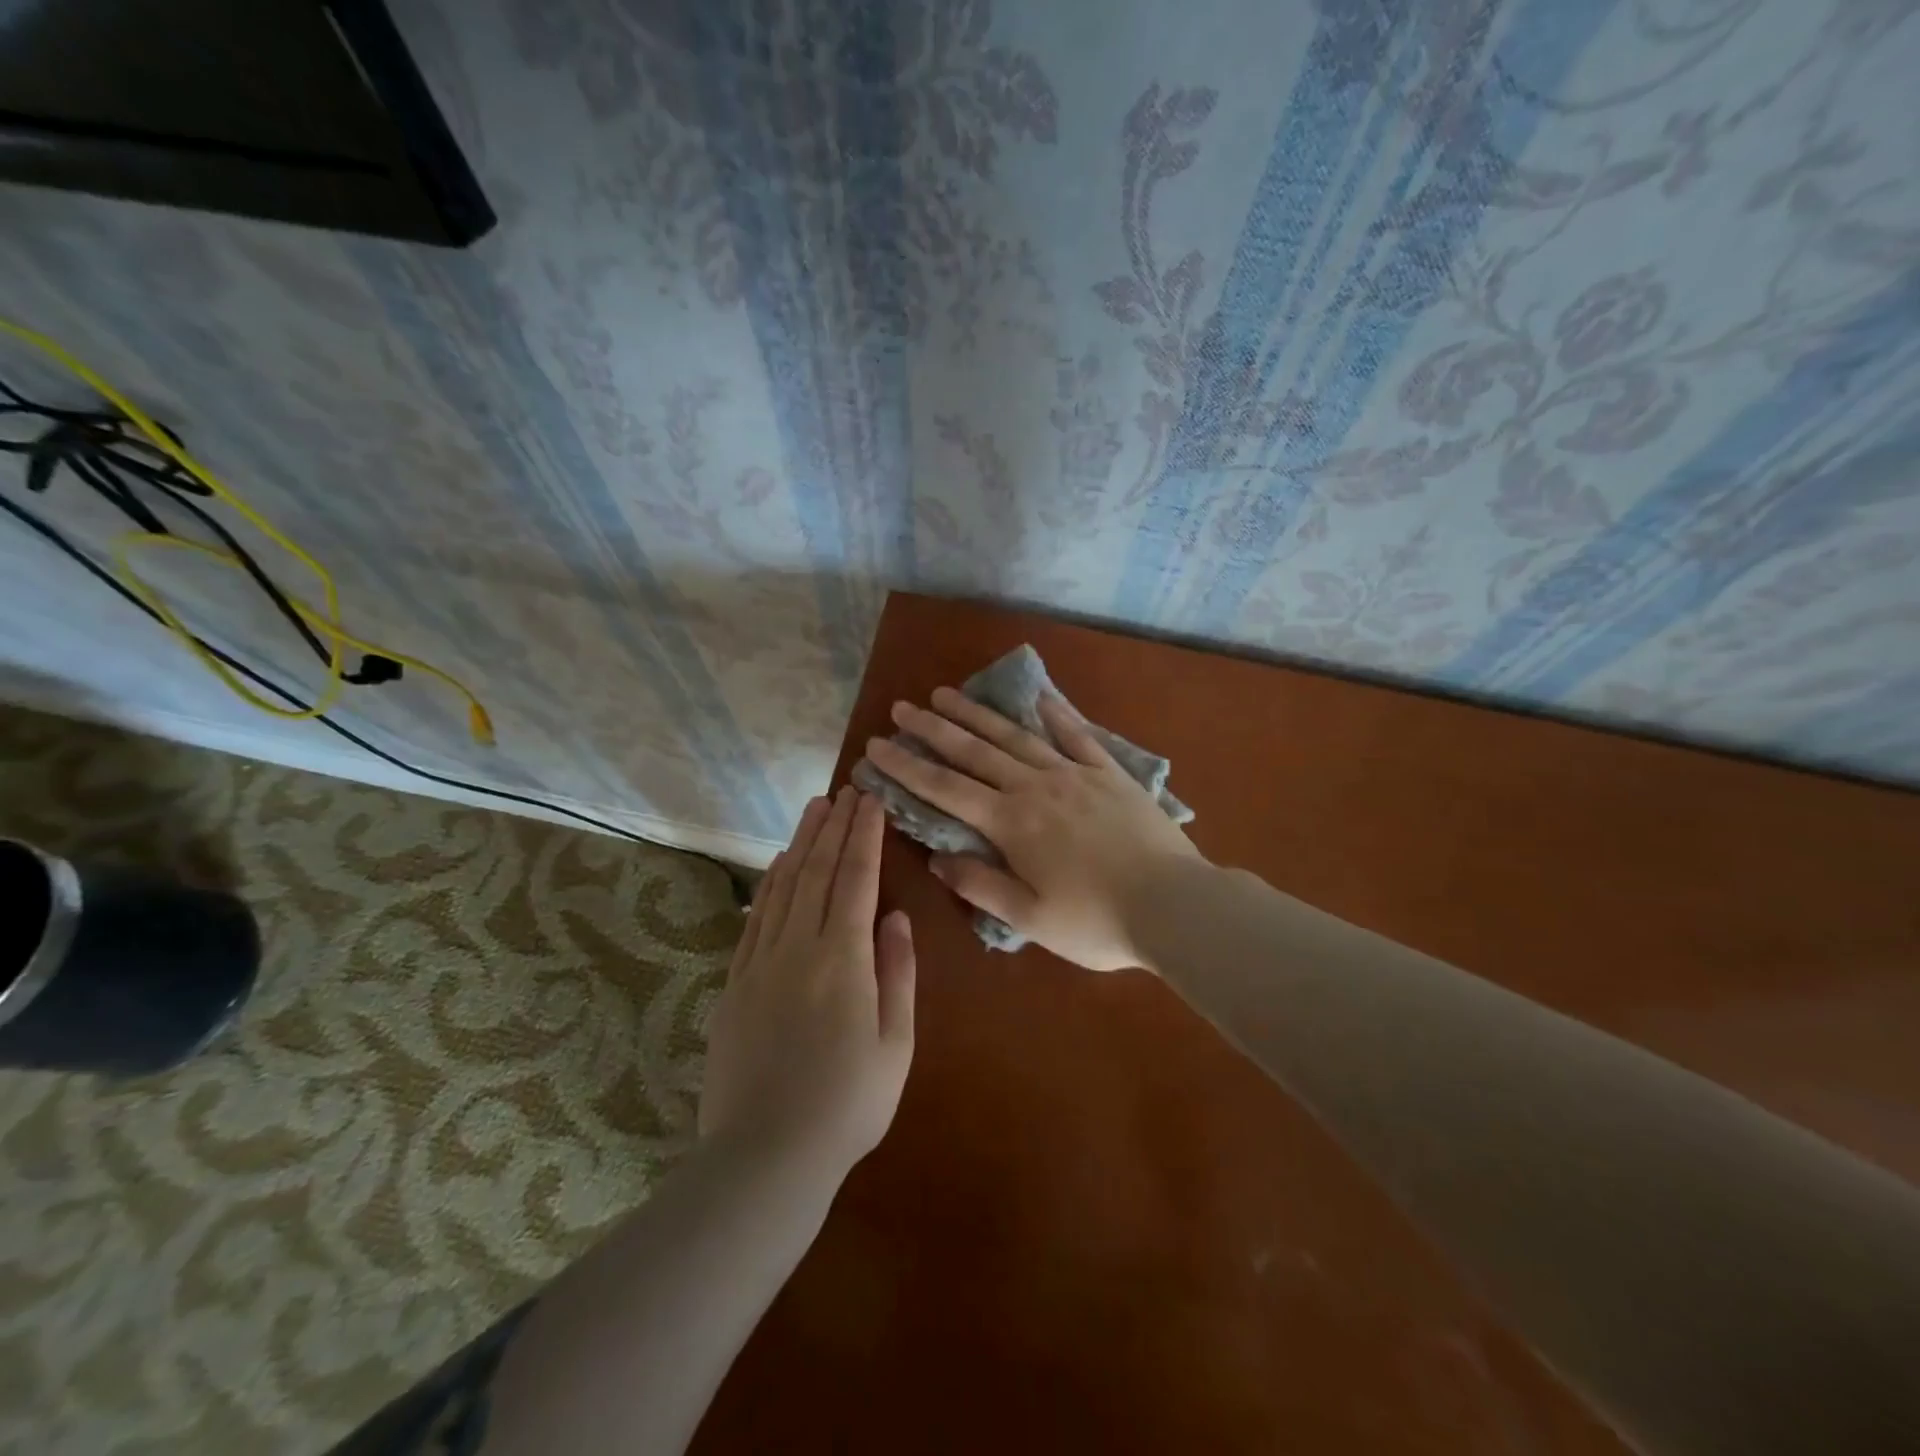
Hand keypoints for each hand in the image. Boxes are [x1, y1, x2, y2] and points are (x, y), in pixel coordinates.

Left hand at [699, 788, 915, 1181]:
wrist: (765, 1155)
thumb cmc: (847, 1105)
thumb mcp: (894, 1045)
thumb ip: (896, 974)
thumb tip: (896, 918)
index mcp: (843, 960)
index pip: (856, 880)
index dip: (864, 837)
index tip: (870, 802)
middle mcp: (799, 948)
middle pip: (817, 872)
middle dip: (834, 827)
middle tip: (846, 791)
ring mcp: (760, 962)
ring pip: (784, 886)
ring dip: (801, 843)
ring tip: (814, 809)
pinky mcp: (735, 982)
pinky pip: (755, 917)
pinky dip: (769, 883)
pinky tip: (777, 864)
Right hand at [862, 690, 1201, 971]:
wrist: (1174, 905)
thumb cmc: (1096, 921)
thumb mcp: (1030, 918)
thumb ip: (981, 885)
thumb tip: (937, 858)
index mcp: (1011, 824)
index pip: (945, 789)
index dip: (907, 767)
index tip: (877, 745)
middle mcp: (1035, 787)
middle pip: (975, 751)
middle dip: (934, 729)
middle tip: (902, 707)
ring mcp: (1075, 774)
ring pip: (1016, 736)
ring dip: (979, 714)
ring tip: (948, 694)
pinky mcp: (1110, 773)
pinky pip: (1077, 736)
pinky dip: (1055, 714)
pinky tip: (1037, 697)